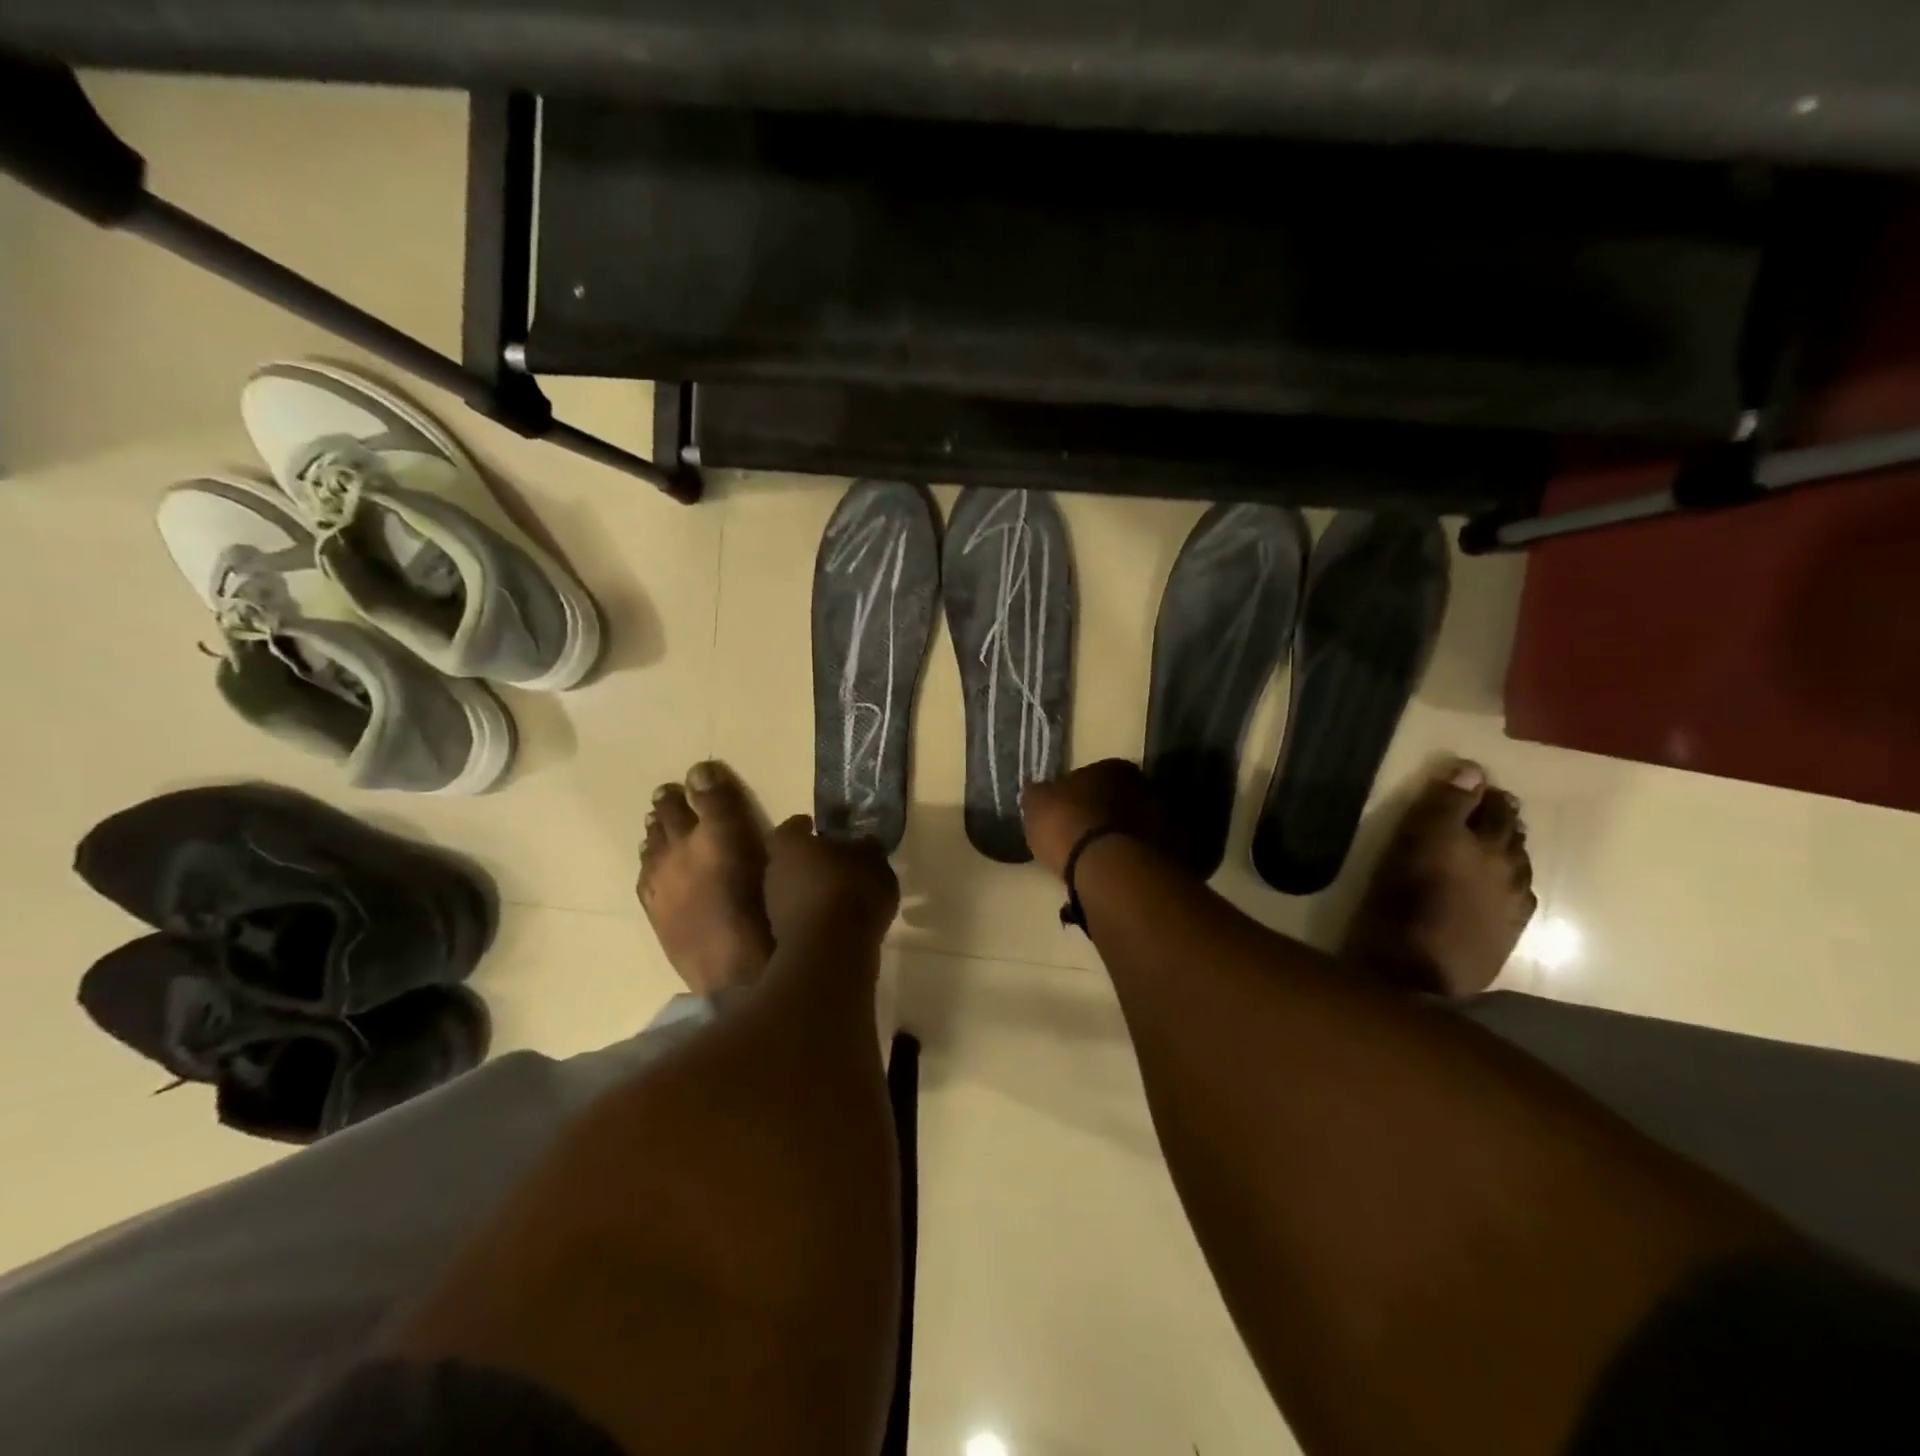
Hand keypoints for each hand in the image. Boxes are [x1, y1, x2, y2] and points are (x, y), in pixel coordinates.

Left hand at [764, 815, 899, 942]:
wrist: (832, 952)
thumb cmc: (851, 891)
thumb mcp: (873, 861)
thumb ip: (866, 849)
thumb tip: (864, 843)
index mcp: (790, 844)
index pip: (791, 828)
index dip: (805, 827)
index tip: (818, 828)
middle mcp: (774, 871)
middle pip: (789, 859)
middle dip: (809, 860)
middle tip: (834, 861)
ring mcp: (773, 907)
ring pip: (792, 890)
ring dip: (811, 890)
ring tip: (840, 893)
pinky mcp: (782, 937)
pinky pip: (801, 916)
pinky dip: (815, 914)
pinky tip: (838, 919)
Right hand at [1020, 759, 1165, 877]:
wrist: (1106, 867)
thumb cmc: (1066, 824)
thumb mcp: (1036, 804)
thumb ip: (1038, 793)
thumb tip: (1035, 788)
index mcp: (1114, 767)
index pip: (1098, 772)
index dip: (1083, 790)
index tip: (1070, 807)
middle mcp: (1144, 785)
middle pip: (1121, 797)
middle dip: (1107, 811)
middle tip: (1086, 832)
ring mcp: (1162, 818)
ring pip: (1136, 823)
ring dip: (1122, 834)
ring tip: (1099, 857)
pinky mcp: (1171, 851)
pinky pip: (1147, 850)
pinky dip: (1133, 857)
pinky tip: (1116, 871)